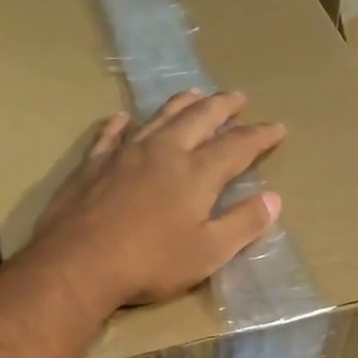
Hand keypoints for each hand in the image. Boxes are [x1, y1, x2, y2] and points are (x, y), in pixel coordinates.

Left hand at [34, 90, 285, 309]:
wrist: (79, 264)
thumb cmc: (151, 263)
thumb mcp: (208, 253)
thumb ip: (243, 224)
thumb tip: (273, 199)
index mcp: (196, 173)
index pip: (237, 146)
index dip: (260, 136)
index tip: (278, 128)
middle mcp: (163, 152)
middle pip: (199, 119)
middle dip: (222, 107)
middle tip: (237, 97)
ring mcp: (125, 154)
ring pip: (158, 118)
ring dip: (181, 104)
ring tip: (195, 93)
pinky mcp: (93, 165)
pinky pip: (110, 135)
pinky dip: (121, 124)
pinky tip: (124, 118)